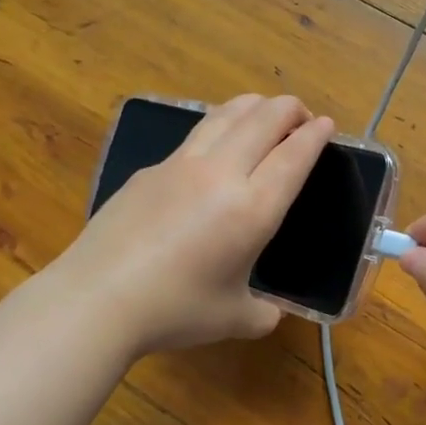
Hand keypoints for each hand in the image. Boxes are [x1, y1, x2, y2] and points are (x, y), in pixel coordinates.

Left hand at [55, 94, 333, 353]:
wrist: (98, 298)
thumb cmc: (175, 309)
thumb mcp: (233, 318)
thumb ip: (262, 313)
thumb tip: (270, 314)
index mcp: (253, 208)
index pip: (293, 155)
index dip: (315, 135)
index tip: (327, 124)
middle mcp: (221, 174)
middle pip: (262, 119)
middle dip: (289, 108)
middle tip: (301, 114)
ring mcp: (180, 165)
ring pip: (225, 115)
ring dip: (253, 106)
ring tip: (263, 112)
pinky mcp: (149, 170)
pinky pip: (194, 136)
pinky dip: (218, 127)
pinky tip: (214, 144)